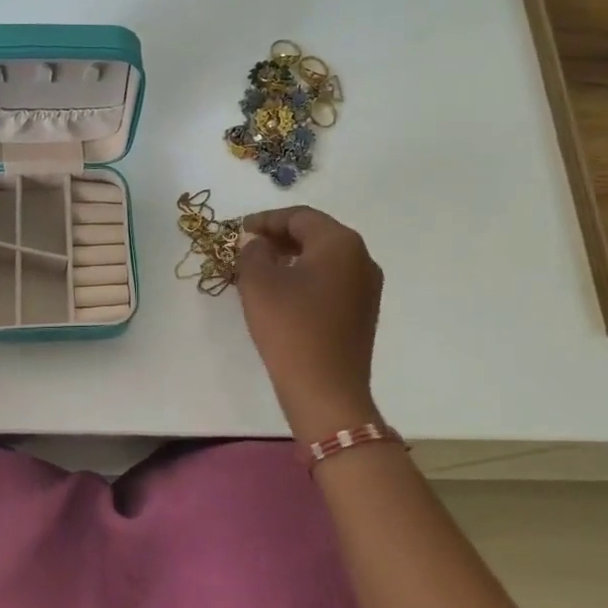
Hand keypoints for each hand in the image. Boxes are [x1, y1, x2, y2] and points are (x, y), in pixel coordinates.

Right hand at [235, 206, 383, 442]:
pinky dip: (306, 276)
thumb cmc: (290, 328)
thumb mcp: (258, 283)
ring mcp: (367, 287)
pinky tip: (283, 292)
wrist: (325, 390)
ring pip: (325, 258)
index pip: (300, 217)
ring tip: (261, 268)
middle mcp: (362, 258)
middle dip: (280, 236)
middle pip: (317, 234)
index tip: (240, 230)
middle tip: (249, 246)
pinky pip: (332, 280)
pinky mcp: (363, 312)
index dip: (266, 219)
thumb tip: (257, 244)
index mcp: (340, 243)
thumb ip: (252, 252)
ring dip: (293, 257)